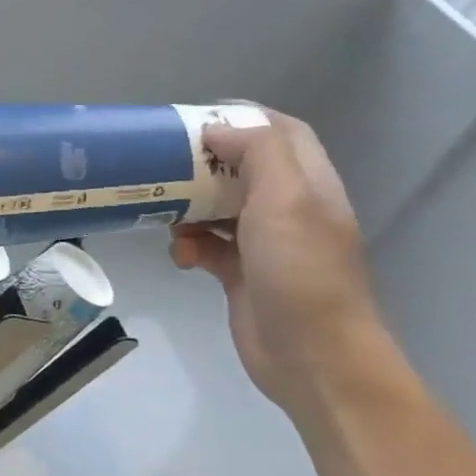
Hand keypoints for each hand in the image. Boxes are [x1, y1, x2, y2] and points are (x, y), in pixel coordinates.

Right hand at [170, 111, 390, 418]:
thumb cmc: (301, 271)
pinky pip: (206, 245)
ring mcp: (265, 243)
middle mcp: (289, 208)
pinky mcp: (240, 273)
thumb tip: (216, 130)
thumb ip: (257, 153)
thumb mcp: (285, 200)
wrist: (313, 358)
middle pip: (242, 168)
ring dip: (188, 207)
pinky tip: (179, 256)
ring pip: (217, 207)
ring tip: (163, 212)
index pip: (282, 132)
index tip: (196, 118)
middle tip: (163, 161)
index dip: (243, 117)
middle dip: (203, 163)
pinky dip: (188, 245)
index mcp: (308, 185)